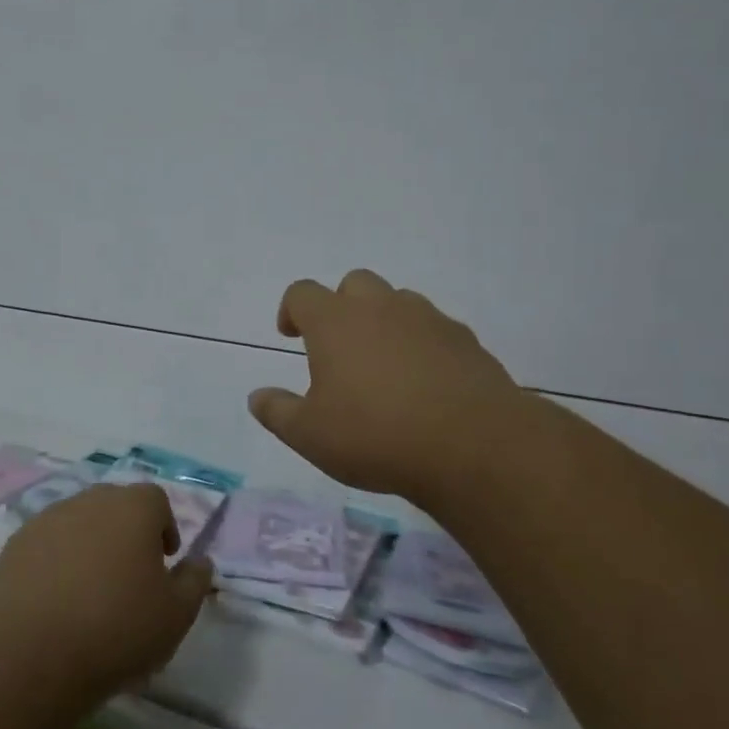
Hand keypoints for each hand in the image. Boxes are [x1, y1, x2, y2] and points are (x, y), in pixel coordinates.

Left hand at [0, 483, 212, 703]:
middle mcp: (89, 502)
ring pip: (78, 523)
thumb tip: (200, 561)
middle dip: (126, 533)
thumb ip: (194, 582)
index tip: (163, 562)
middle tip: (129, 576)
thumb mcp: (176, 616)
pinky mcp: (14, 547)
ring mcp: (46, 521)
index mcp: (132, 508)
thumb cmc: (116, 630)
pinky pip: (46, 546)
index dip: (164, 527)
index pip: (155, 499)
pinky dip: (55, 563)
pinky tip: (56, 603)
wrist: (29, 656)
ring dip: (89, 547)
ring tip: (90, 593)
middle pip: (115, 506)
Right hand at [248, 269, 521, 503]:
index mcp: (335, 321)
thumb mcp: (309, 435)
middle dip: (341, 306)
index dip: (291, 310)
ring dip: (384, 321)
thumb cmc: (374, 435)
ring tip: (383, 366)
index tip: (290, 335)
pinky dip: (421, 343)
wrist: (471, 444)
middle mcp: (380, 307)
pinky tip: (424, 382)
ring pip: (398, 301)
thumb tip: (256, 396)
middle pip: (354, 284)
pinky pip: (434, 328)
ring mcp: (427, 319)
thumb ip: (277, 411)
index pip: (302, 293)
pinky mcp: (465, 339)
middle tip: (339, 347)